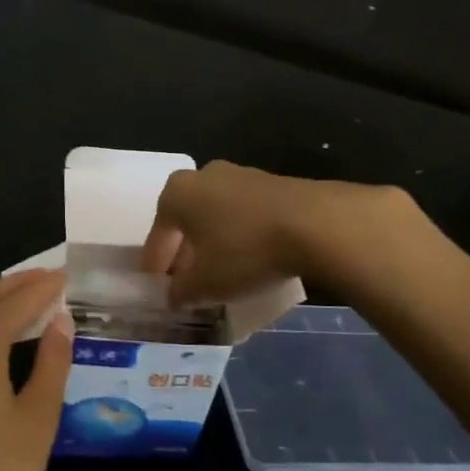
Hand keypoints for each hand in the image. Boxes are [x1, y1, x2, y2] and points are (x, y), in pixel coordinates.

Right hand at [142, 161, 429, 301]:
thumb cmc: (245, 250)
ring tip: (219, 271)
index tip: (155, 284)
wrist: (314, 223)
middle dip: (184, 250)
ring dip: (213, 241)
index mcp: (178, 193)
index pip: (158, 234)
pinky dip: (239, 234)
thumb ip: (182, 291)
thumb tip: (174, 295)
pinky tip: (249, 257)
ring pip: (216, 214)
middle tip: (186, 279)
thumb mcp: (206, 283)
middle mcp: (204, 175)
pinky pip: (243, 213)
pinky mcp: (272, 183)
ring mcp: (241, 175)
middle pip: (186, 219)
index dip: (155, 263)